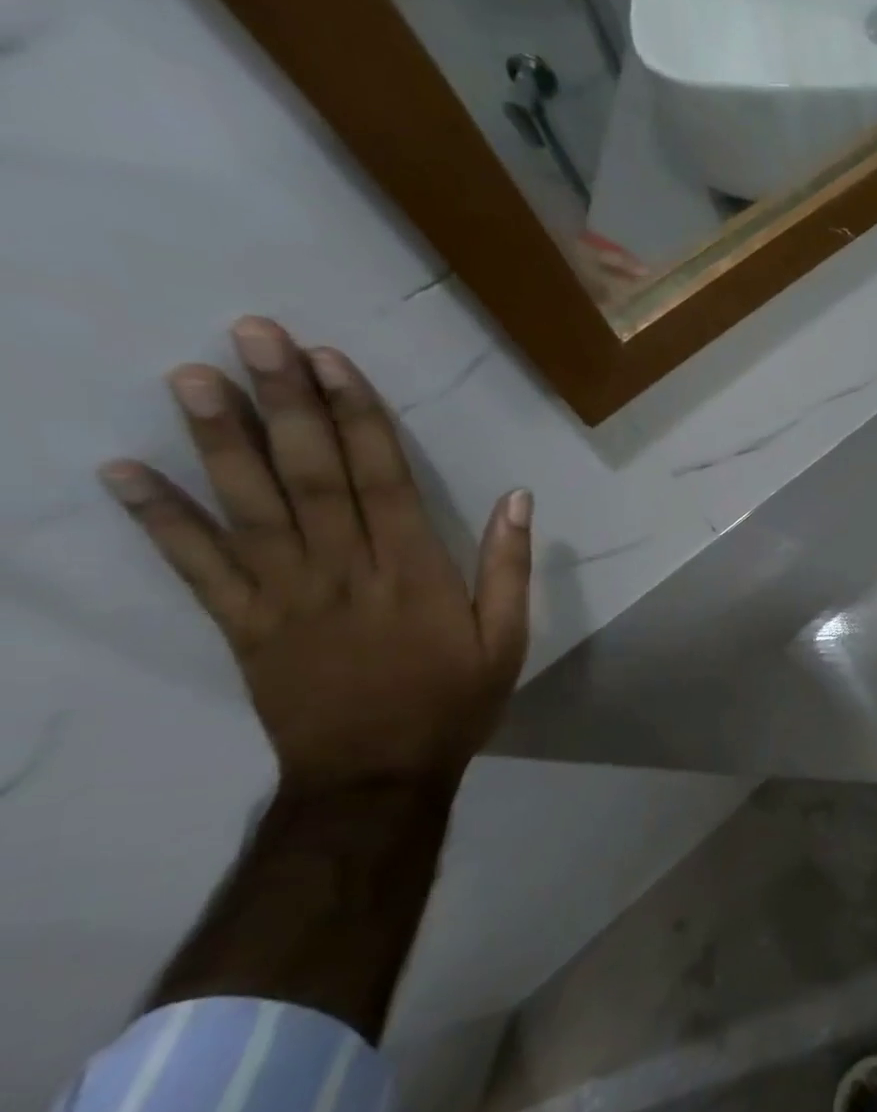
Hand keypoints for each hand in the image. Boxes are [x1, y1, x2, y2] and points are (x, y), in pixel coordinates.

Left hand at [99, 317, 530, 795]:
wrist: (376, 776)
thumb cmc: (453, 702)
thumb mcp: (507, 640)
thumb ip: (509, 568)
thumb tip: (518, 498)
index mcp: (414, 573)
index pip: (382, 479)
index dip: (357, 416)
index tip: (331, 361)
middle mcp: (345, 572)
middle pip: (311, 476)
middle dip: (286, 403)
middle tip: (254, 335)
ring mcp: (286, 597)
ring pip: (250, 508)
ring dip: (220, 441)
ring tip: (193, 377)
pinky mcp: (244, 626)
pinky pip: (197, 569)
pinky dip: (160, 521)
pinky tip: (124, 473)